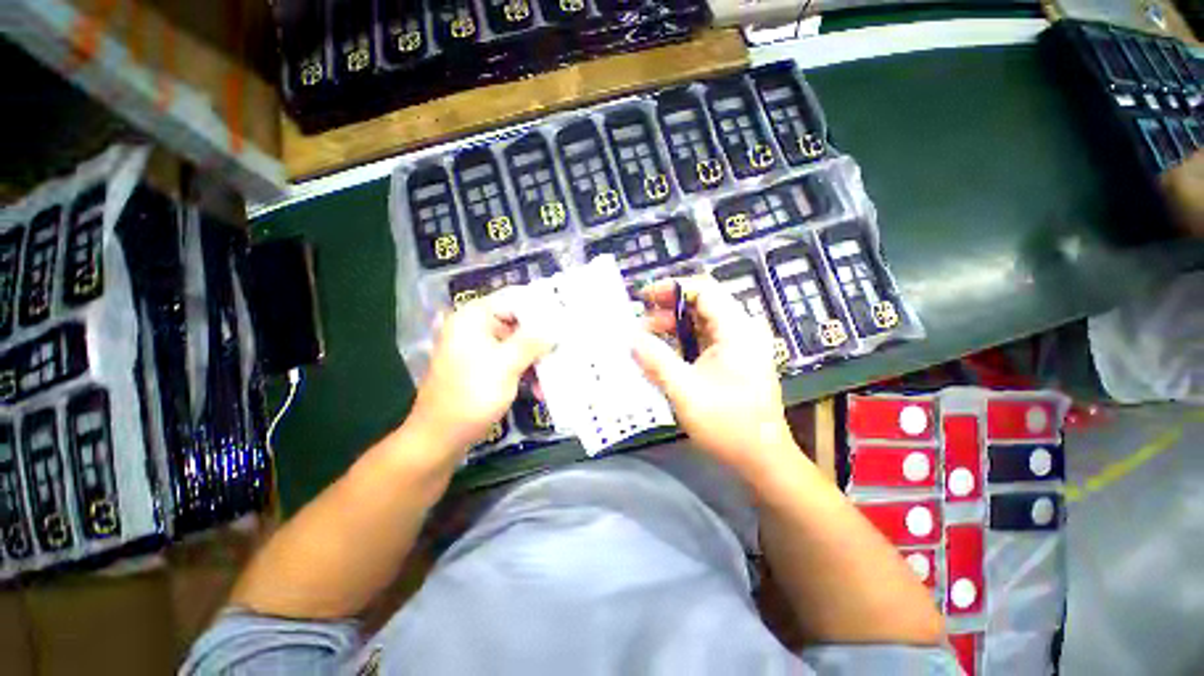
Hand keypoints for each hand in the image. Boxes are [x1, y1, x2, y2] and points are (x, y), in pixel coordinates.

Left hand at [409, 293, 551, 457]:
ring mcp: (476, 348)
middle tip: (565, 349)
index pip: (514, 300)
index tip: (565, 320)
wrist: (440, 437)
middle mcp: (473, 328)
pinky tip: (538, 389)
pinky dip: (524, 371)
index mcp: (473, 318)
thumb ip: (533, 341)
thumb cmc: (472, 395)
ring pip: (516, 344)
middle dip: (541, 340)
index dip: (541, 309)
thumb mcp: (507, 365)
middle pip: (517, 323)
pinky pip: (509, 360)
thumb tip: (556, 326)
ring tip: (553, 376)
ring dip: (535, 360)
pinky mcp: (480, 367)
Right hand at [633, 276, 796, 480]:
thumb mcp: (684, 390)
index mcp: (736, 330)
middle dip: (667, 311)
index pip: (704, 290)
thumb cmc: (727, 424)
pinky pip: (704, 340)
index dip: (671, 288)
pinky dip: (681, 343)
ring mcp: (739, 345)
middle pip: (701, 304)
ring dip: (672, 328)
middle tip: (639, 326)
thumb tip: (631, 338)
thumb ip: (656, 360)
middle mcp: (741, 330)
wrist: (762, 459)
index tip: (643, 298)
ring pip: (700, 323)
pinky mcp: (733, 360)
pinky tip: (662, 354)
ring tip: (645, 341)